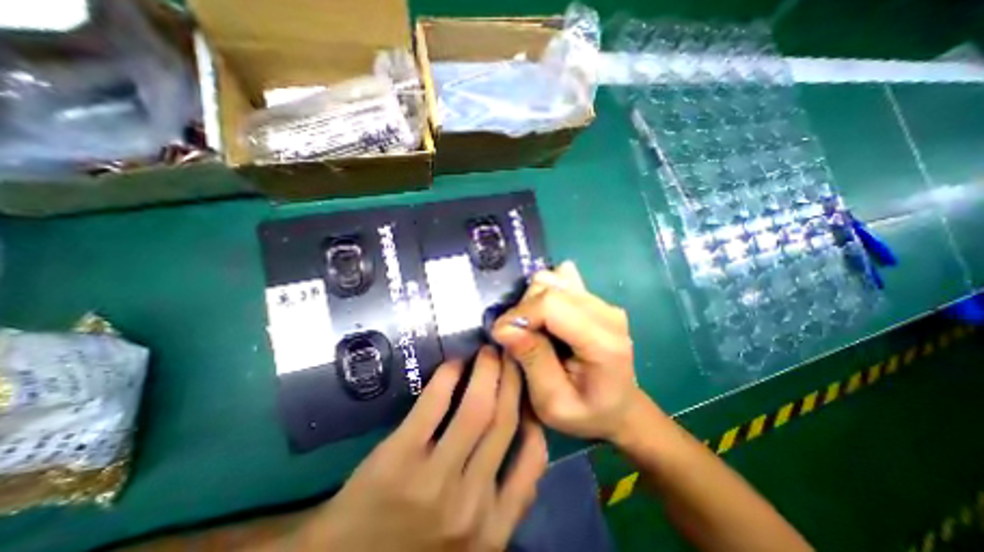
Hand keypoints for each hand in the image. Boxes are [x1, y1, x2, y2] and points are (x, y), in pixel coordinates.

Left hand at [311, 347, 548, 549]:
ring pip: (478, 407)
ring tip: (488, 352)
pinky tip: (454, 363)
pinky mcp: (399, 457)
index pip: (533, 458)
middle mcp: (471, 502)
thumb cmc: (413, 547)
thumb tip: (525, 436)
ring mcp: (434, 479)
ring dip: (487, 370)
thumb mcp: (472, 540)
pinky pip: (436, 402)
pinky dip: (449, 375)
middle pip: (504, 420)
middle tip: (510, 355)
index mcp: (493, 529)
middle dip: (512, 378)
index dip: (533, 413)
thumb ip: (504, 498)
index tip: (527, 387)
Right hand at [489, 264, 638, 442]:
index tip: (501, 335)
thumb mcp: (552, 402)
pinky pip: (559, 281)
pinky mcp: (594, 297)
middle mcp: (606, 312)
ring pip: (551, 281)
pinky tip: (547, 318)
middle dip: (523, 310)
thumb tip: (504, 327)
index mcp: (602, 341)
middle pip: (549, 289)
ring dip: (532, 303)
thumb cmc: (586, 412)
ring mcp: (601, 301)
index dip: (519, 315)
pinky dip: (543, 295)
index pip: (551, 305)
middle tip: (518, 338)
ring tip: (534, 331)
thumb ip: (531, 360)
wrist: (618, 406)